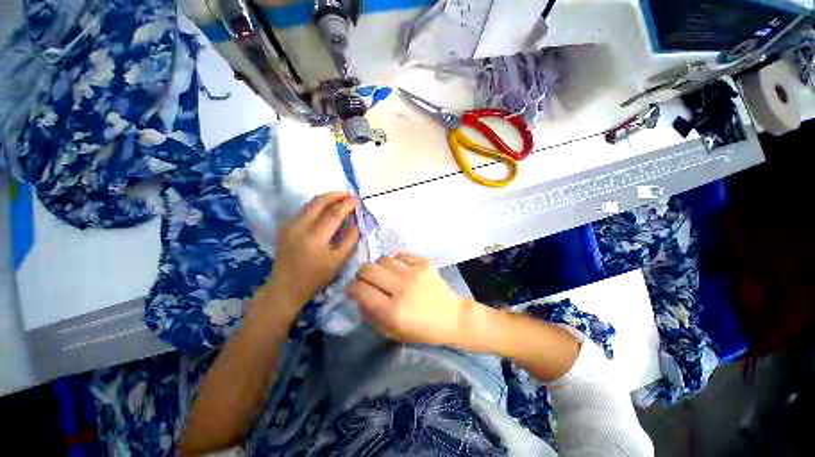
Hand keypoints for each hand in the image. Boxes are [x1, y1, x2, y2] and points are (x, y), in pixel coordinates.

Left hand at [266, 192, 359, 309]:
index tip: (357, 200)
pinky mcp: (286, 227)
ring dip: (326, 198)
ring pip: (309, 204)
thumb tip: (355, 223)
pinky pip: (304, 210)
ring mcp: (290, 225)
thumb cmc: (315, 277)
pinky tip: (326, 207)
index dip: (346, 205)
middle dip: (335, 195)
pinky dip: (317, 204)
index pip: (333, 214)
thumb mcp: (338, 262)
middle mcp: (299, 227)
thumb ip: (350, 240)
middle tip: (349, 194)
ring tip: (340, 198)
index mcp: (315, 238)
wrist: (285, 287)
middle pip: (318, 202)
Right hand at [345, 253, 472, 346]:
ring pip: (383, 259)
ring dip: (379, 268)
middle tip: (366, 281)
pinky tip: (401, 271)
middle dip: (361, 275)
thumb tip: (358, 296)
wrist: (452, 316)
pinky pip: (400, 255)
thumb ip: (371, 315)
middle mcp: (402, 288)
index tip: (352, 290)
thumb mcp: (392, 332)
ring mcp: (414, 272)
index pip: (360, 290)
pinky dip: (395, 262)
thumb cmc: (422, 330)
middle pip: (368, 269)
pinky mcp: (424, 262)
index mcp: (393, 311)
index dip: (351, 288)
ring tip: (385, 276)